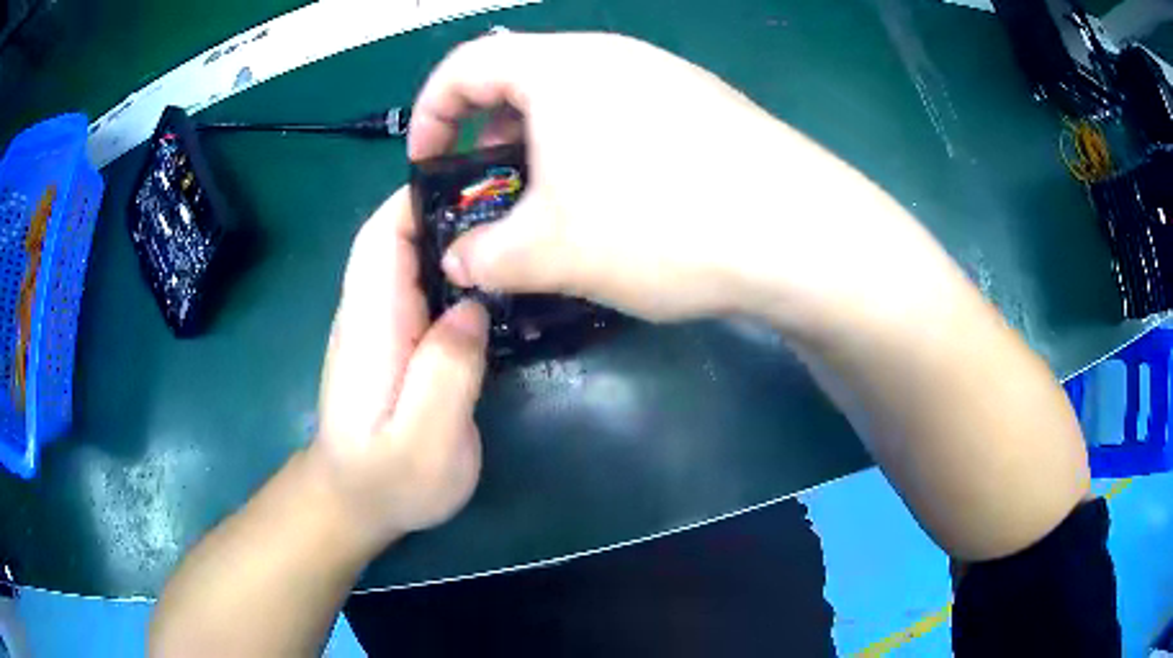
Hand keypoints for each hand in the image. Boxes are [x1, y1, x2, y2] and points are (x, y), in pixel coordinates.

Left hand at [309, 187, 488, 551]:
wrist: (353, 503)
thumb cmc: (387, 480)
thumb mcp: (425, 441)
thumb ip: (447, 372)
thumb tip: (471, 307)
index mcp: (372, 323)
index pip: (383, 236)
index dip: (422, 198)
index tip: (477, 182)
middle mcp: (369, 311)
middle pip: (398, 235)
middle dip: (450, 208)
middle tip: (515, 202)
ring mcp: (379, 324)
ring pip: (411, 257)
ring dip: (455, 235)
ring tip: (514, 230)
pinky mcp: (394, 340)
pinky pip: (421, 286)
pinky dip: (454, 269)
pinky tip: (492, 279)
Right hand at [408, 32, 925, 326]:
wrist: (799, 234)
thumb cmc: (662, 224)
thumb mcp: (552, 250)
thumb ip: (484, 256)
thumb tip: (455, 263)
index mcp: (561, 66)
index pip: (465, 65)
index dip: (429, 112)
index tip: (424, 162)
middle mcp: (613, 56)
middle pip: (521, 79)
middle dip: (487, 137)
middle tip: (489, 193)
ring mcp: (665, 77)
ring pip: (575, 101)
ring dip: (543, 149)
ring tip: (549, 206)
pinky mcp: (702, 107)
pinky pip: (622, 116)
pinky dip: (593, 151)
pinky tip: (615, 202)